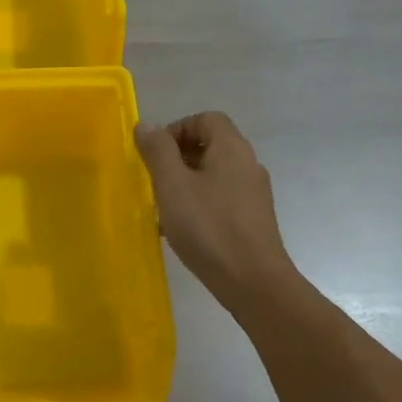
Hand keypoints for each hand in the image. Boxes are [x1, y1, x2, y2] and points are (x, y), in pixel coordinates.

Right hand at [135, 112, 297, 305]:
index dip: (178, 128)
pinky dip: (200, 203)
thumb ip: (158, 151)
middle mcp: (248, 164)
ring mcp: (254, 193)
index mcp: (232, 148)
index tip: (155, 154)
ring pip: (214, 174)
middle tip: (155, 181)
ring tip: (164, 208)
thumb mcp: (173, 185)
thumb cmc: (209, 228)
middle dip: (178, 158)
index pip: (206, 119)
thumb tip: (146, 125)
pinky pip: (222, 198)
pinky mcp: (254, 219)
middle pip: (211, 145)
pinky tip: (183, 230)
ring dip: (187, 183)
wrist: (254, 283)